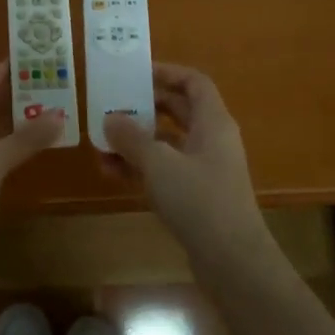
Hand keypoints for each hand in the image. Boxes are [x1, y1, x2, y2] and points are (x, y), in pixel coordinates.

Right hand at [102, 63, 265, 253]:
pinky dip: (141, 168)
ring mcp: (205, 170)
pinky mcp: (196, 197)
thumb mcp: (159, 164)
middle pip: (178, 111)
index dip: (167, 72)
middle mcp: (211, 141)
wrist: (232, 262)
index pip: (194, 83)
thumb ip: (132, 138)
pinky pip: (165, 171)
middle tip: (113, 103)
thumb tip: (110, 119)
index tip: (136, 73)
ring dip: (137, 141)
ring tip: (102, 142)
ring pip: (167, 144)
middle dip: (145, 107)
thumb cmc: (200, 200)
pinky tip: (111, 172)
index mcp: (213, 122)